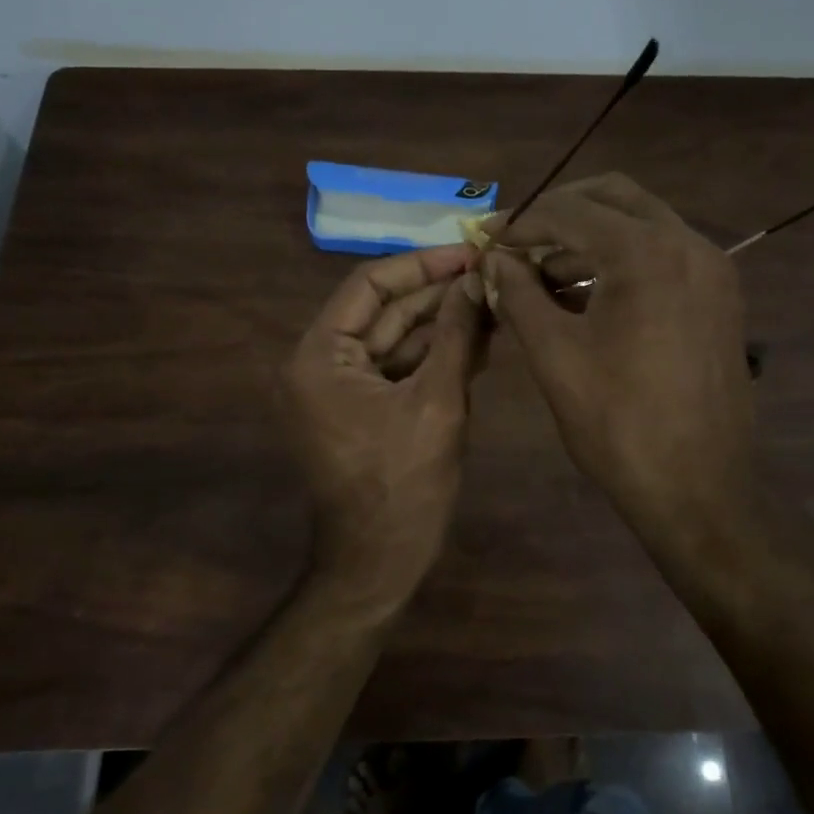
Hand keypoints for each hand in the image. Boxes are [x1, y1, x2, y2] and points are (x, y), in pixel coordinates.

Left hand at [284, 245, 487, 583]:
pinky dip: (434, 357)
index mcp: (320, 355)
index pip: (370, 284)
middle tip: (491, 276)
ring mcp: (340, 389)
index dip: (423, 265)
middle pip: (384, 311)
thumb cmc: (404, 484)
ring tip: (494, 303)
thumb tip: (477, 279)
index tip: (470, 251)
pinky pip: (398, 370)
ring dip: (442, 325)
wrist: (380, 563)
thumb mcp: (437, 401)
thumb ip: (457, 334)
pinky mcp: (362, 409)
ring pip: (395, 340)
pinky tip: (479, 341)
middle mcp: (320, 363)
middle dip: (438, 296)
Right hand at [485, 174, 758, 555]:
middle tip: (517, 240)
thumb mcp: (554, 355)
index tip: (486, 238)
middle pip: (614, 197)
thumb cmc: (618, 423)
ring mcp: (712, 269)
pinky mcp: (720, 296)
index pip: (570, 211)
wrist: (700, 488)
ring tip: (541, 276)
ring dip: (589, 238)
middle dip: (560, 211)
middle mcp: (689, 244)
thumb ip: (518, 294)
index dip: (521, 221)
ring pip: (642, 224)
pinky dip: (621, 261)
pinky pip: (662, 255)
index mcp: (647, 253)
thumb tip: (493, 259)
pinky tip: (585, 296)